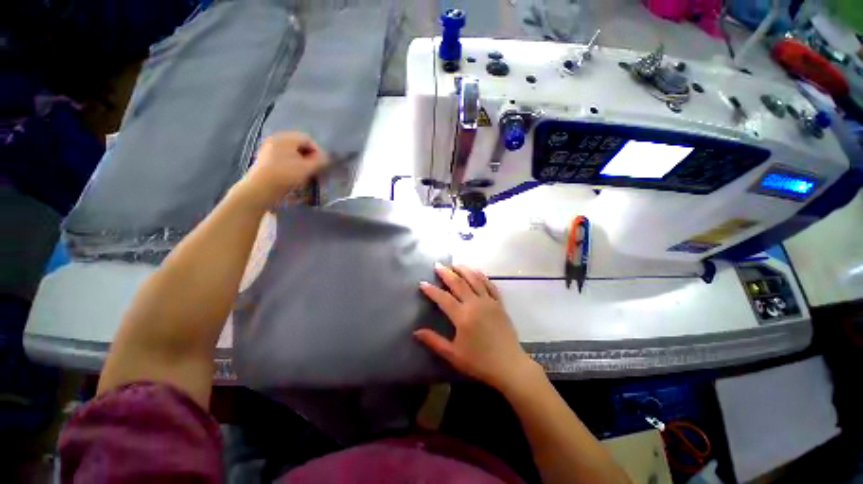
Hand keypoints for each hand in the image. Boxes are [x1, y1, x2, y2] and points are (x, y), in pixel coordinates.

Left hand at [235, 131, 327, 208]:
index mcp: (286, 138)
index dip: (319, 152)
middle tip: (317, 172)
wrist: (260, 189)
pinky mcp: (266, 161)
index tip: (323, 166)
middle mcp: (276, 140)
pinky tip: (296, 178)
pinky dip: (293, 167)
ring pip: (293, 154)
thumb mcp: (307, 168)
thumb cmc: (285, 175)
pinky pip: (284, 160)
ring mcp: (269, 150)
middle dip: (311, 159)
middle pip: (300, 147)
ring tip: (308, 177)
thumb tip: (328, 158)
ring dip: (303, 164)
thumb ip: (320, 161)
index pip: (308, 140)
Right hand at [415, 264, 537, 390]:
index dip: (431, 290)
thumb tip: (416, 332)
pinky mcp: (499, 304)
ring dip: (464, 270)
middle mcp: (475, 304)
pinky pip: (490, 285)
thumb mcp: (453, 354)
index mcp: (462, 316)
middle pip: (458, 283)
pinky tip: (476, 272)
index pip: (443, 298)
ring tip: (455, 264)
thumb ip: (434, 341)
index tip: (422, 283)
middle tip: (438, 265)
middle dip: (446, 273)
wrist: (509, 365)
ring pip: (475, 279)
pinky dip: (482, 276)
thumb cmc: (479, 362)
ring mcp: (489, 301)